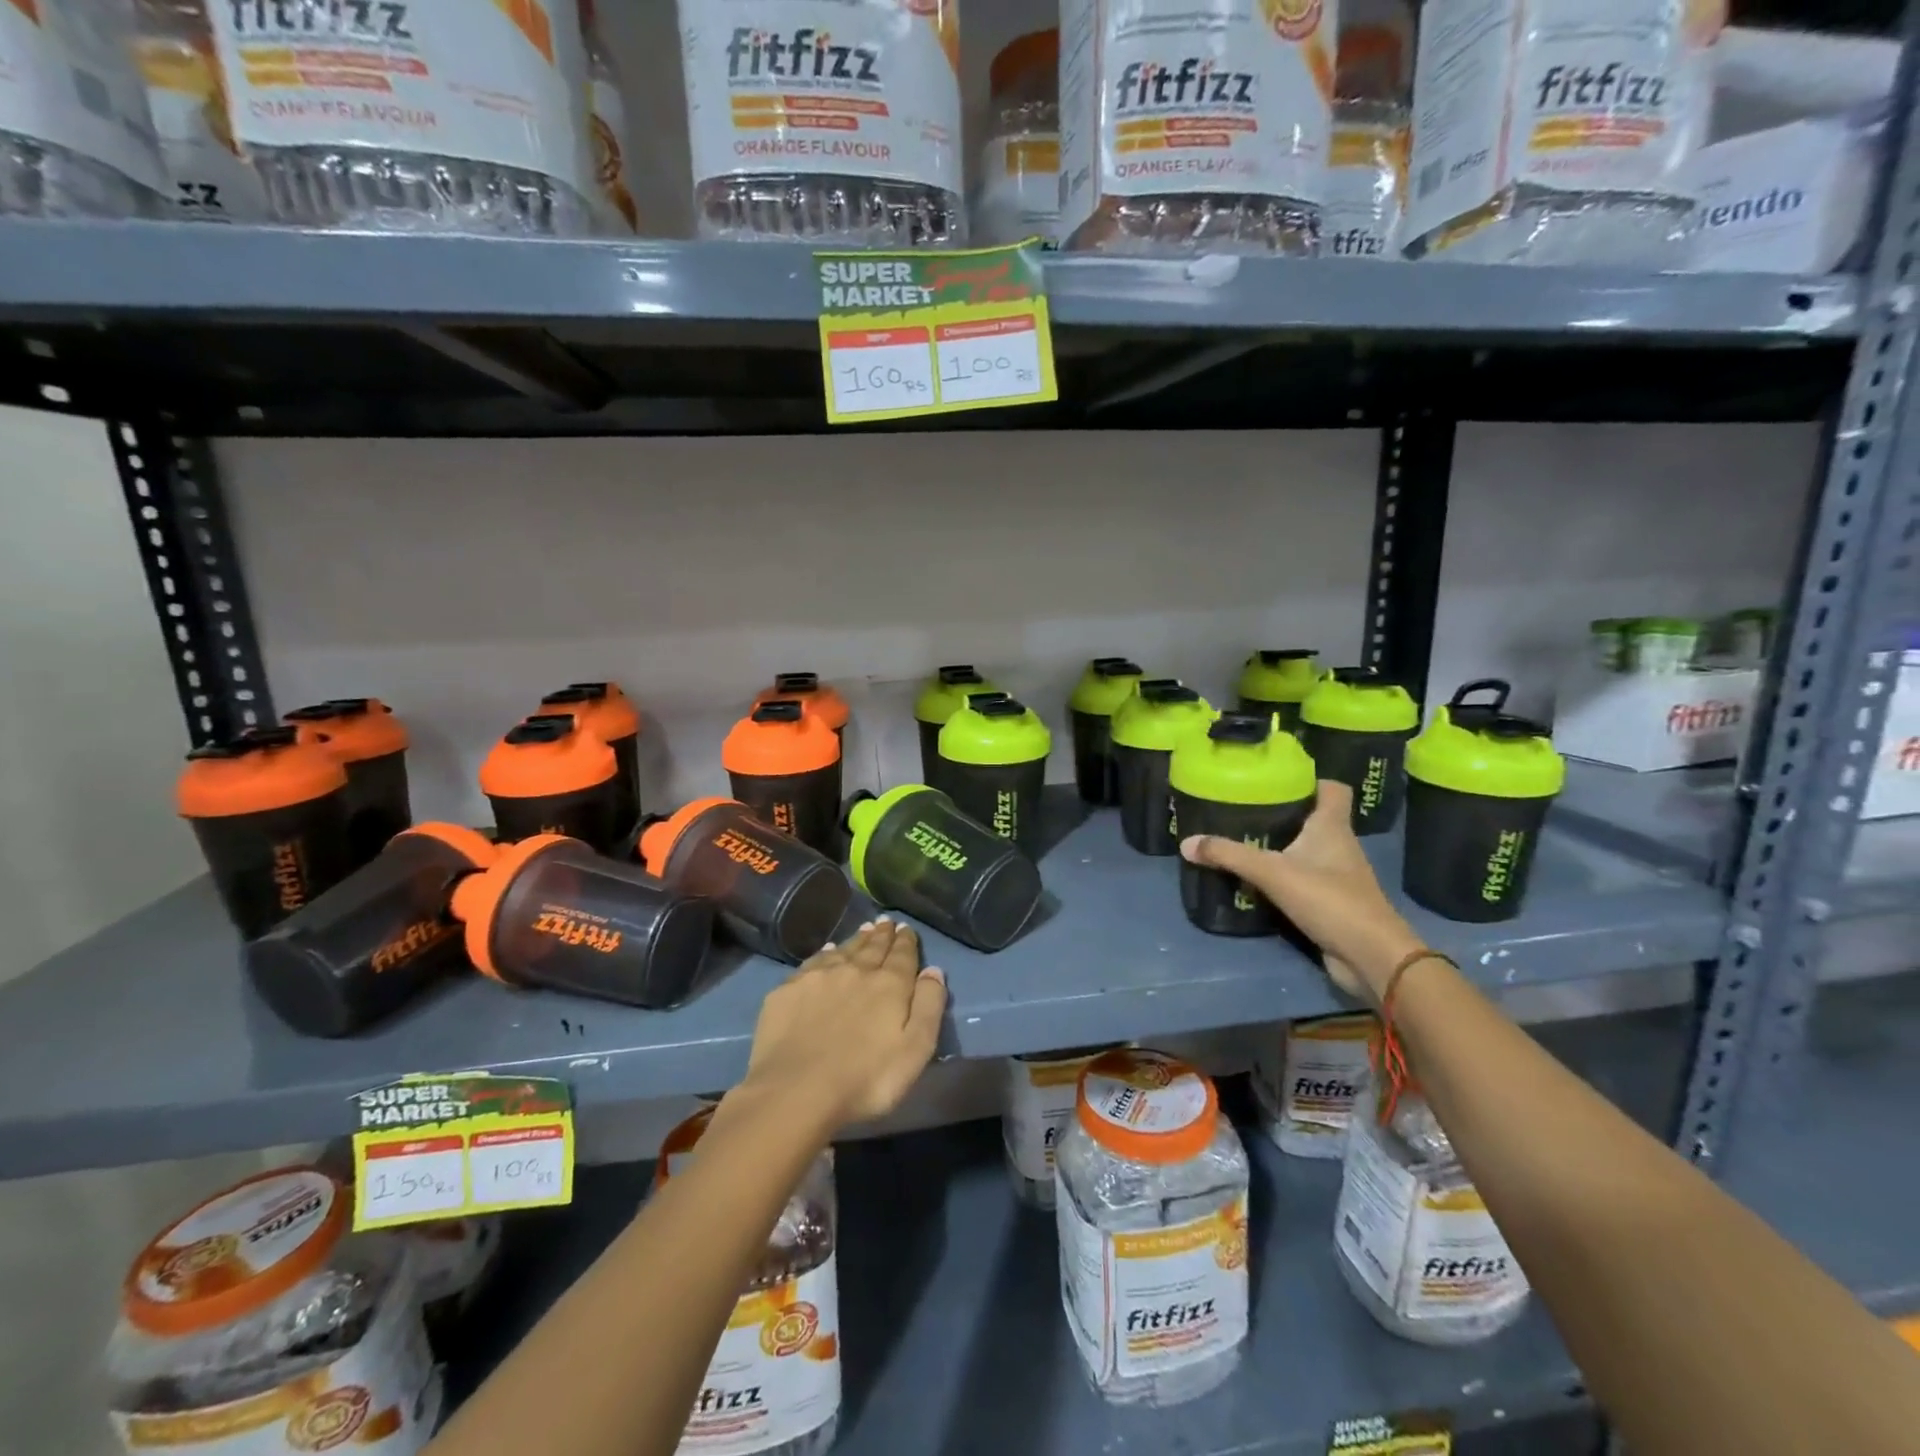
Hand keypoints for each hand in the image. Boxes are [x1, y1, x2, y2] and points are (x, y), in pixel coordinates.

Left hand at [737, 918, 946, 1136]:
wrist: (796, 1091)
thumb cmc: (866, 1079)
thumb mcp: (915, 1050)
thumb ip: (929, 1006)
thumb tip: (934, 970)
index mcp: (889, 985)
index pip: (902, 955)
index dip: (906, 941)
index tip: (906, 928)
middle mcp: (855, 971)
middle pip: (873, 947)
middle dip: (882, 934)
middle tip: (886, 922)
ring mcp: (819, 977)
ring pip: (844, 950)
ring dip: (857, 939)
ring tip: (864, 929)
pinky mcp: (788, 990)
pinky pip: (813, 962)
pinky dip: (825, 953)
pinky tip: (828, 951)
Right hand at [1179, 781, 1423, 1001]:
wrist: (1370, 956)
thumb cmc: (1329, 899)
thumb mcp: (1272, 873)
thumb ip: (1229, 855)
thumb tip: (1187, 842)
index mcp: (1332, 827)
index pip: (1332, 789)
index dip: (1310, 779)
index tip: (1277, 778)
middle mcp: (1339, 846)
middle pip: (1314, 818)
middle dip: (1283, 813)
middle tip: (1245, 809)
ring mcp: (1338, 876)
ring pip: (1307, 850)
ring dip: (1281, 847)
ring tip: (1243, 841)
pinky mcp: (1332, 902)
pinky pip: (1303, 879)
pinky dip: (1283, 877)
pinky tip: (1257, 880)